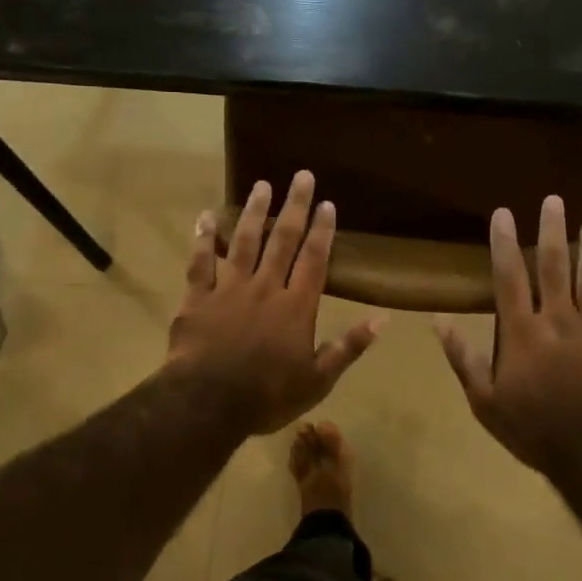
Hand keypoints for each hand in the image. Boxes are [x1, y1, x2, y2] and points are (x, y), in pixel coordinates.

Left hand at [167, 170, 382, 436]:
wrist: (207, 404)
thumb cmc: (267, 396)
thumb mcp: (318, 380)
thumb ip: (348, 347)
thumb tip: (383, 320)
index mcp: (296, 306)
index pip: (314, 259)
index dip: (322, 230)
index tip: (328, 203)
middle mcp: (266, 287)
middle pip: (283, 240)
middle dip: (295, 206)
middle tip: (302, 176)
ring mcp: (229, 288)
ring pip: (244, 241)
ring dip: (255, 212)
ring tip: (262, 185)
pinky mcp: (198, 297)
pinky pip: (201, 261)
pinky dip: (203, 238)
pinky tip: (205, 216)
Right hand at [437, 196, 581, 473]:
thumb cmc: (534, 428)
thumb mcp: (485, 401)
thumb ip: (464, 358)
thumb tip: (438, 321)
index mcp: (522, 331)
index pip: (509, 277)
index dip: (504, 242)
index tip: (503, 212)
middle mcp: (558, 319)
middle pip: (554, 266)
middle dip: (552, 230)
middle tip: (554, 200)